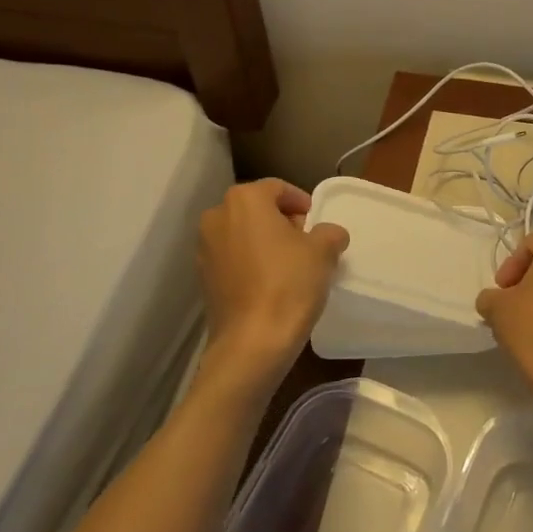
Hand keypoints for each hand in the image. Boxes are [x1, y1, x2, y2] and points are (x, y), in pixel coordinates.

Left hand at [197, 179, 349, 399]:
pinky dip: (251, 262)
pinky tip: (271, 283)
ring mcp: (204, 249)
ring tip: (290, 263)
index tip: (316, 221)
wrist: (251, 343)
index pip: (278, 188)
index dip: (301, 202)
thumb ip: (329, 232)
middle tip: (306, 241)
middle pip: (257, 209)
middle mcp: (217, 216)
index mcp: (245, 200)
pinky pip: (233, 258)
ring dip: (265, 241)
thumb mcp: (323, 251)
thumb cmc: (289, 284)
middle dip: (282, 221)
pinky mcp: (203, 278)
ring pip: (242, 233)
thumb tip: (329, 234)